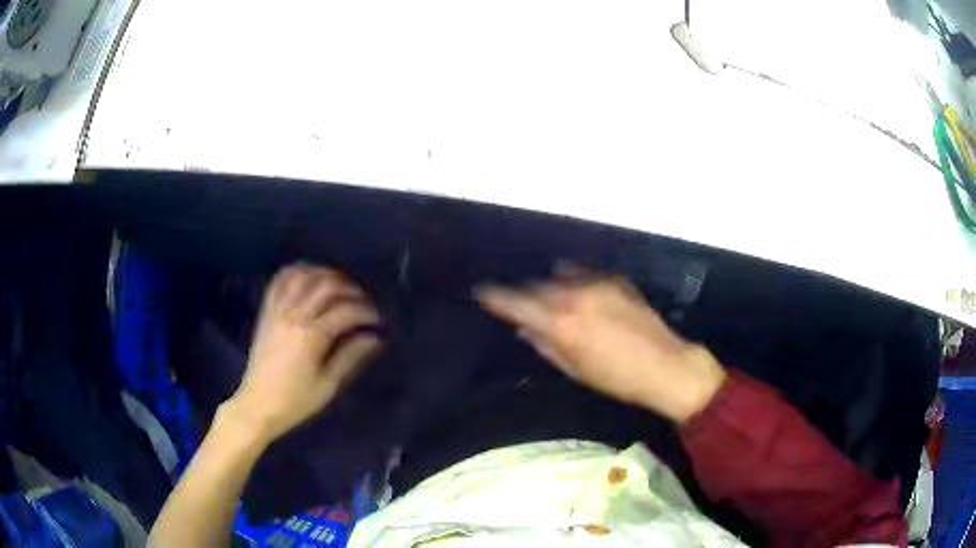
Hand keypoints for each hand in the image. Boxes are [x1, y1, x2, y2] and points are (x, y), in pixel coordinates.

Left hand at [227, 264, 381, 441]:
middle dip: (351, 288)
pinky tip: (309, 277)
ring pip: (304, 276)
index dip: (367, 311)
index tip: (378, 320)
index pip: (346, 310)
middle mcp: (294, 315)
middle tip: (363, 302)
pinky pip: (279, 281)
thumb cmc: (296, 401)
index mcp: (312, 336)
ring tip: (340, 286)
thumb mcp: (329, 384)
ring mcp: (277, 311)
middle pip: (327, 285)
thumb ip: (351, 356)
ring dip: (325, 274)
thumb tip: (375, 337)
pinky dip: (296, 273)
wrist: (258, 405)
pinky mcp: (266, 312)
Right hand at [477, 274, 725, 422]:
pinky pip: (583, 274)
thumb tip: (524, 328)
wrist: (666, 365)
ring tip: (545, 295)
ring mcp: (597, 284)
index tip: (482, 291)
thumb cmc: (617, 379)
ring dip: (548, 286)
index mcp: (561, 323)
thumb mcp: (575, 369)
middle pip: (537, 287)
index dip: (496, 297)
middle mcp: (575, 296)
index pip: (518, 303)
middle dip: (524, 293)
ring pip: (559, 277)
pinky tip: (572, 285)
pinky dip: (572, 279)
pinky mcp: (615, 281)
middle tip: (515, 301)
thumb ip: (545, 345)